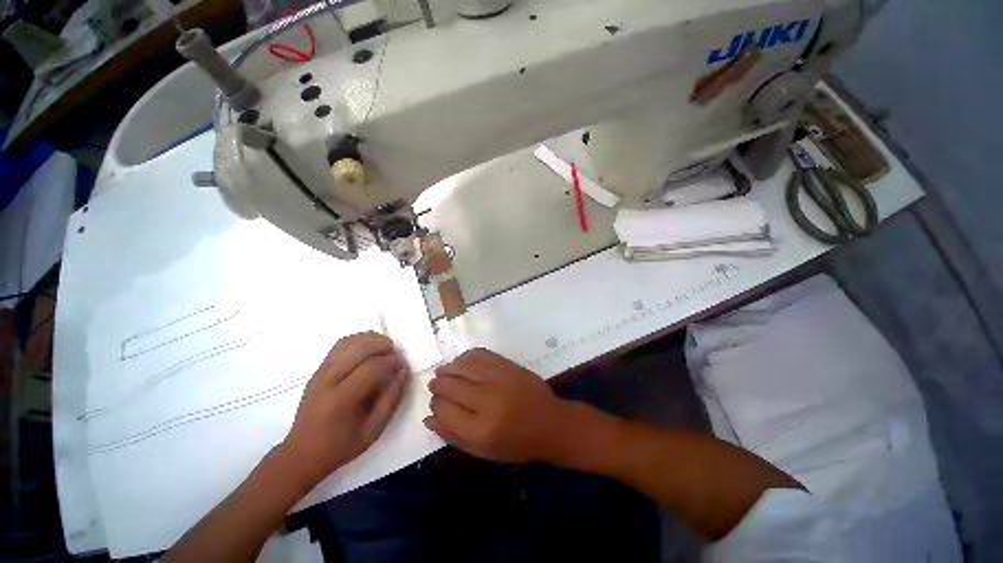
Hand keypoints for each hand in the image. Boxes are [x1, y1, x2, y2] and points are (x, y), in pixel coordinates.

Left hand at [280, 332, 407, 488]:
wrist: (301, 453)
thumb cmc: (340, 446)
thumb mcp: (373, 431)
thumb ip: (391, 400)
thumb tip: (403, 372)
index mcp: (341, 400)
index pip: (371, 368)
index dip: (391, 362)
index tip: (401, 366)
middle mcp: (328, 381)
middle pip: (359, 349)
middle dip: (383, 345)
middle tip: (396, 353)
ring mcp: (320, 373)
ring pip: (348, 342)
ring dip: (371, 339)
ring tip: (385, 346)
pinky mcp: (318, 370)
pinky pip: (339, 346)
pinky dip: (357, 339)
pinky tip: (369, 345)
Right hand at [424, 348, 569, 462]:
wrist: (550, 423)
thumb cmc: (516, 443)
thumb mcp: (483, 451)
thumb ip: (453, 435)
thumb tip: (429, 417)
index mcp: (480, 429)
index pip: (444, 409)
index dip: (436, 404)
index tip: (436, 403)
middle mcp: (487, 400)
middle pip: (450, 386)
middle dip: (438, 385)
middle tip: (435, 385)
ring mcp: (498, 378)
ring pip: (462, 367)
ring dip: (448, 368)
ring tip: (443, 372)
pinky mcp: (507, 365)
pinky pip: (479, 354)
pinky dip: (465, 357)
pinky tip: (461, 362)